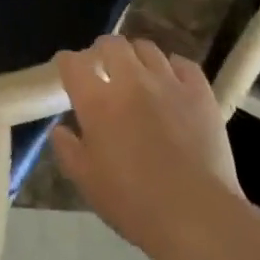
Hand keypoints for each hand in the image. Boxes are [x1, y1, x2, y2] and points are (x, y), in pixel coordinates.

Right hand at [50, 35, 242, 259]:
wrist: (196, 215)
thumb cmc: (134, 203)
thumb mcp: (87, 182)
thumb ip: (68, 150)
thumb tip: (60, 129)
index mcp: (98, 101)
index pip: (74, 63)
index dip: (68, 63)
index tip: (69, 71)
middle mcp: (131, 81)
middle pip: (112, 44)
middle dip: (102, 50)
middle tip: (103, 67)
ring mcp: (168, 82)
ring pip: (147, 48)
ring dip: (136, 56)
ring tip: (138, 72)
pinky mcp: (200, 92)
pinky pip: (183, 63)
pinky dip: (173, 67)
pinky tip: (171, 81)